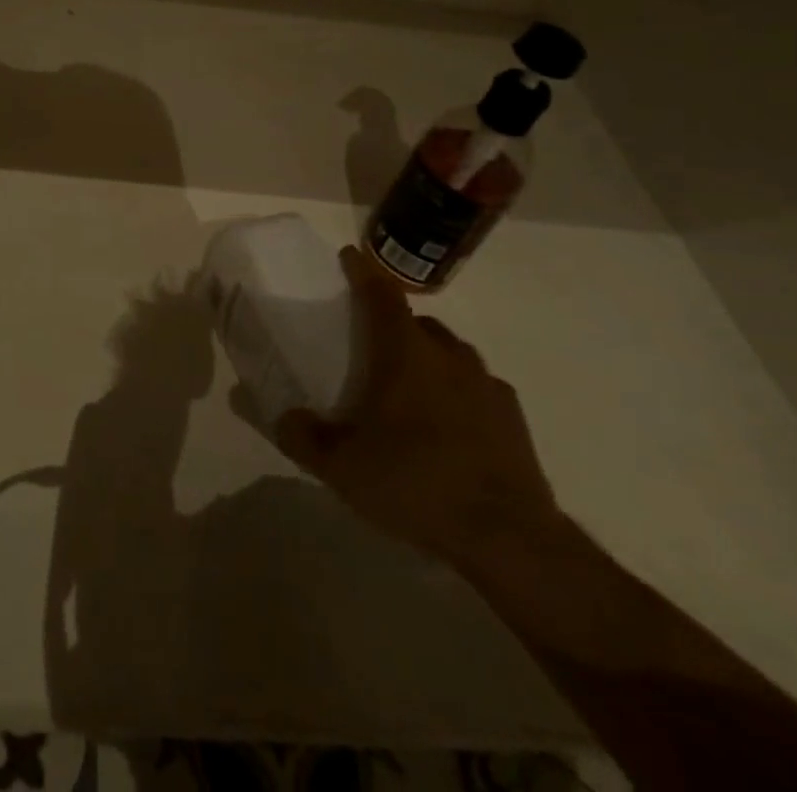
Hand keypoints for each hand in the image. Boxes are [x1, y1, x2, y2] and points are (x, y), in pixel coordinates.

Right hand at [276, 247, 561, 567]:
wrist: (508, 538)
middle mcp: (447, 355)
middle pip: (416, 323)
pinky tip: (448, 428)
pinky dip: (457, 393)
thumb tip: (285, 417)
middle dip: (393, 326)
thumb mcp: (341, 468)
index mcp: (404, 353)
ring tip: (409, 393)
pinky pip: (475, 388)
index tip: (350, 257)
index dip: (363, 272)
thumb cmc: (415, 484)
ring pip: (449, 354)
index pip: (380, 295)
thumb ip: (304, 437)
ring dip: (427, 360)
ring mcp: (485, 384)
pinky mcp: (512, 416)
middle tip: (372, 349)